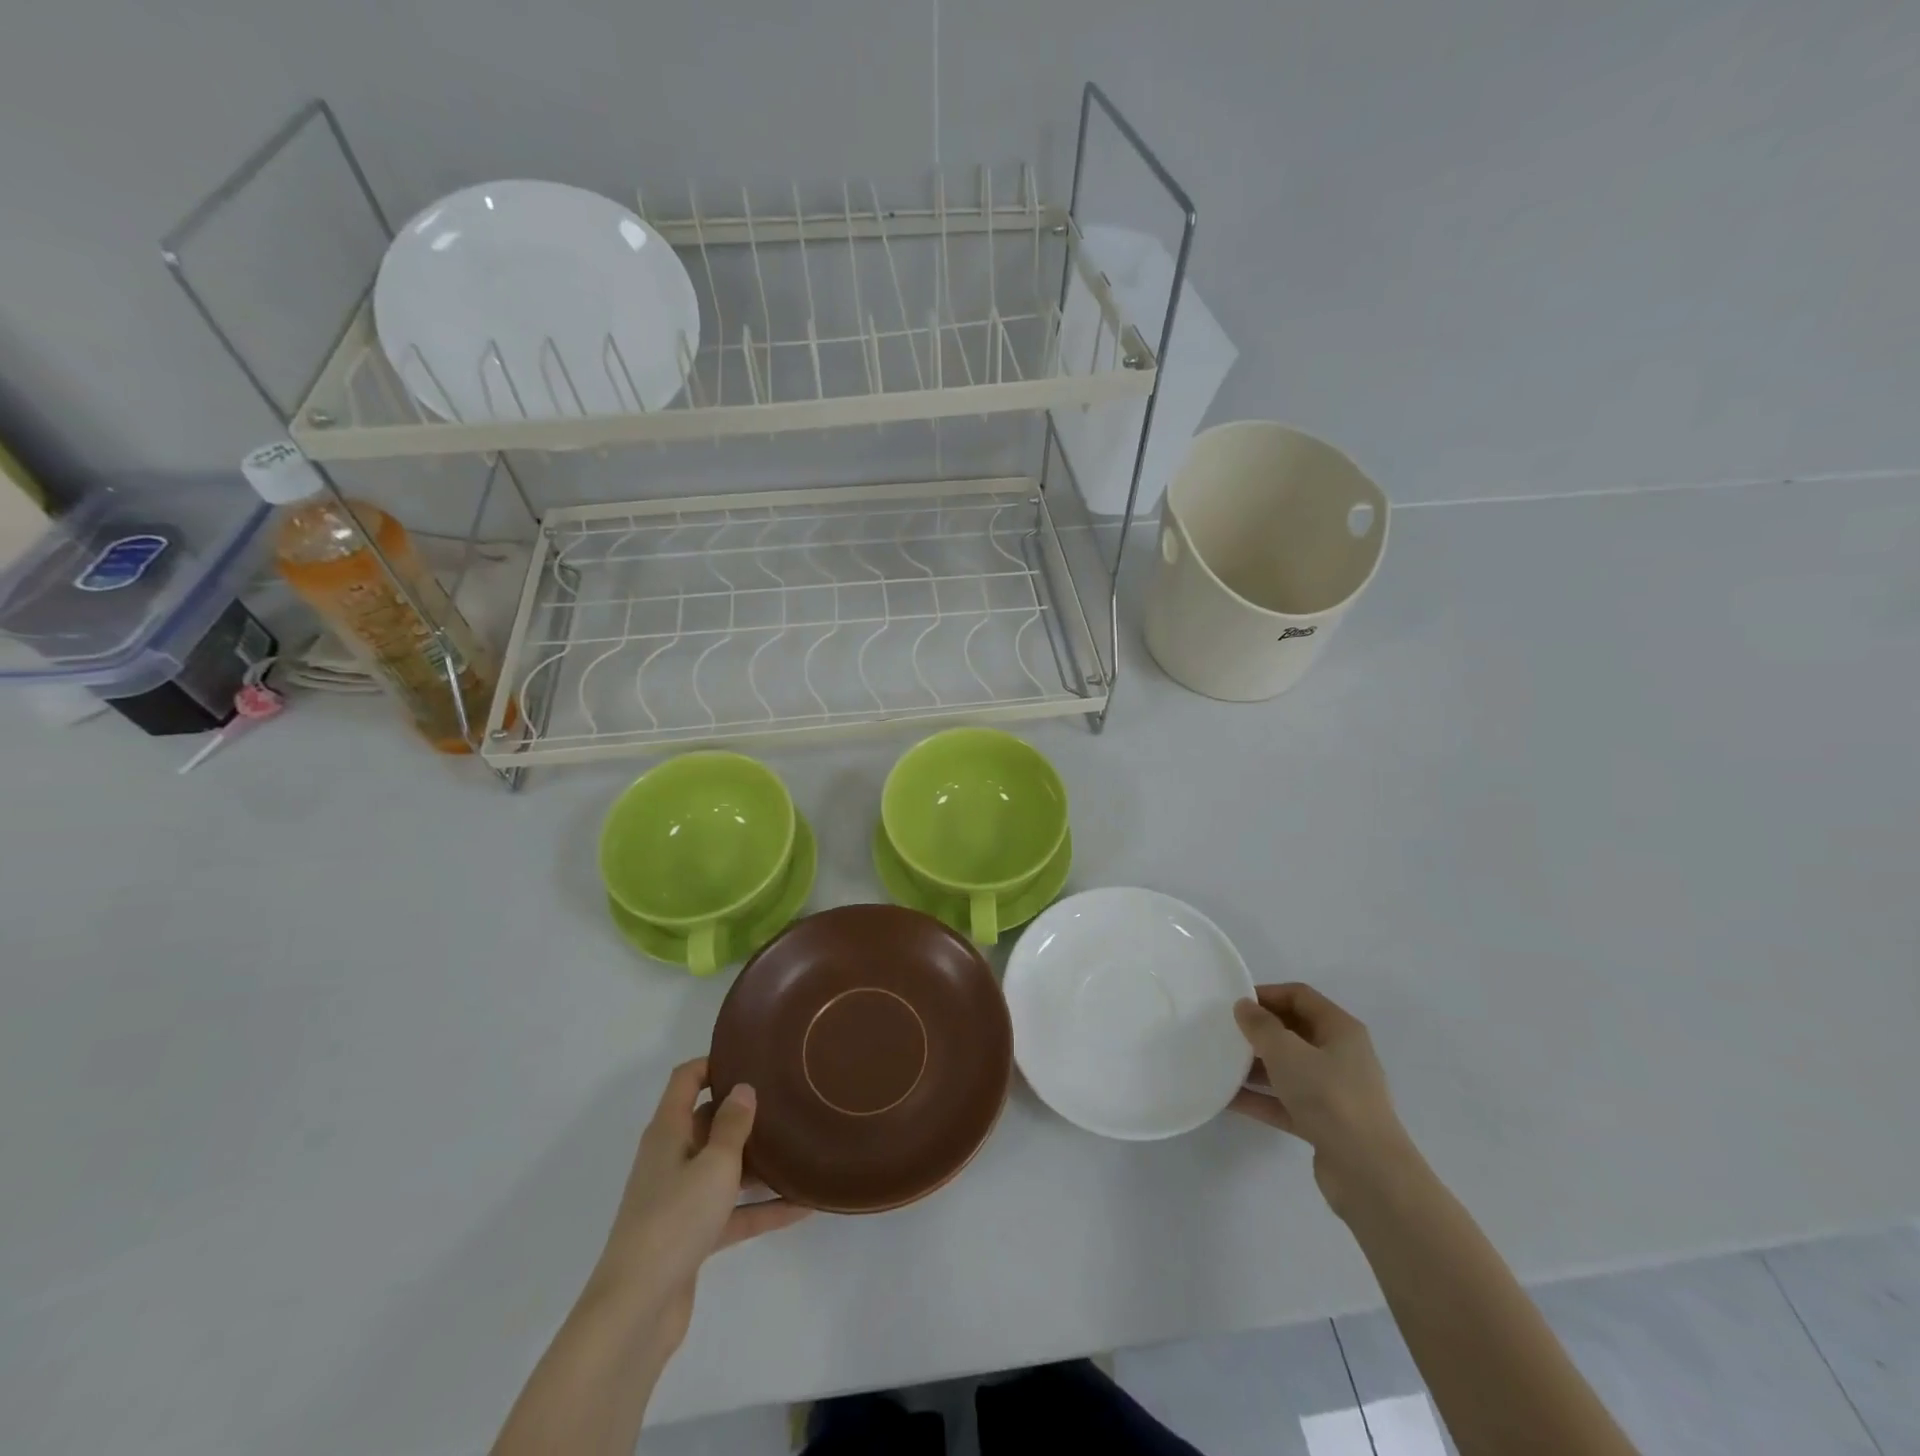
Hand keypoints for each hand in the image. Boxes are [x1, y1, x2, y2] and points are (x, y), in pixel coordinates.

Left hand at [597, 1058, 808, 1359]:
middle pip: (708, 1122)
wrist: (635, 1311)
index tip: (752, 1057)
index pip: (686, 1080)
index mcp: (668, 1132)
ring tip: (801, 1147)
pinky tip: (803, 1206)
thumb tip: (743, 1089)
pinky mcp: (691, 1237)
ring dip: (758, 1162)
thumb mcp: (714, 1163)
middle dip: (744, 1112)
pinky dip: (762, 1208)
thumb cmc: (674, 1220)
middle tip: (787, 1099)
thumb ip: (733, 1124)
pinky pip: (733, 1211)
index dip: (713, 1063)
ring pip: (723, 1168)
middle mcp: (671, 1159)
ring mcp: (679, 1200)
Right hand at [1231, 983, 1416, 1215]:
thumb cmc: (1329, 1097)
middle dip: (1259, 1031)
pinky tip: (1227, 1100)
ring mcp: (1334, 1092)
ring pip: (1288, 1068)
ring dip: (1255, 1066)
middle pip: (1293, 1031)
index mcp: (1340, 1029)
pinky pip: (1286, 1102)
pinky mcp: (1325, 1124)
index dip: (1267, 994)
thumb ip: (1261, 1026)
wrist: (1369, 1173)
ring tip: (1219, 1064)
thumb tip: (1244, 1006)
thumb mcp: (1287, 1052)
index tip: (1233, 1003)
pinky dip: (1261, 1099)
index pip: (1299, 996)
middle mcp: (1340, 1056)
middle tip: (1224, 1032)